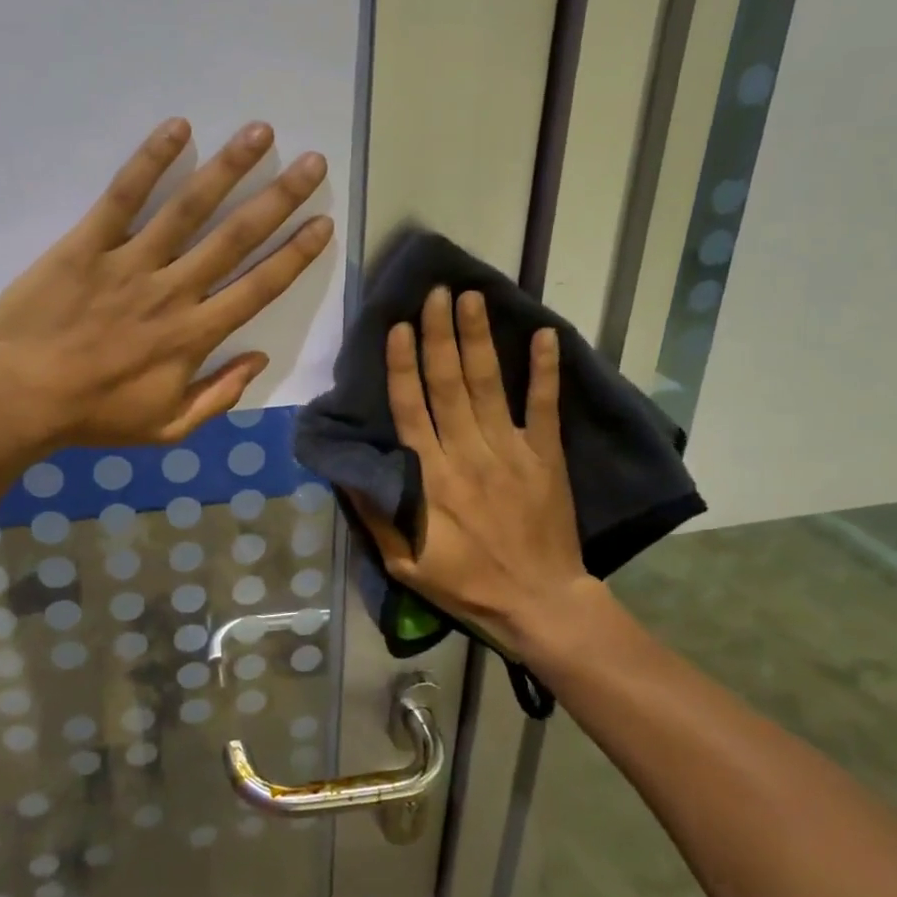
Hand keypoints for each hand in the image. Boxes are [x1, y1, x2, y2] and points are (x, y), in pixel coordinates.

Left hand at [0, 117, 332, 448]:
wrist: (20, 399)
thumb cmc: (95, 415)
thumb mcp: (168, 428)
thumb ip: (218, 396)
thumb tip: (259, 359)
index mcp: (195, 336)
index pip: (258, 288)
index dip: (295, 256)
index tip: (323, 223)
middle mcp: (173, 291)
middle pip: (236, 238)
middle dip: (279, 198)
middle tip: (312, 162)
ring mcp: (130, 264)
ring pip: (188, 209)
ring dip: (228, 168)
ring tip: (260, 132)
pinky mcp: (87, 245)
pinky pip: (123, 197)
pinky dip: (150, 161)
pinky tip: (178, 127)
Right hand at [352, 287, 591, 654]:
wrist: (540, 603)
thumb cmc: (466, 584)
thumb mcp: (405, 563)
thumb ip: (378, 515)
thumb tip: (350, 471)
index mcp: (431, 478)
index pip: (411, 409)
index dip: (403, 366)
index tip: (400, 327)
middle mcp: (468, 454)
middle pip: (449, 384)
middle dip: (440, 335)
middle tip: (435, 293)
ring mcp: (511, 452)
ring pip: (489, 385)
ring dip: (478, 339)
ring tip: (471, 298)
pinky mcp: (546, 457)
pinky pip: (545, 407)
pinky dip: (545, 371)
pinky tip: (545, 335)